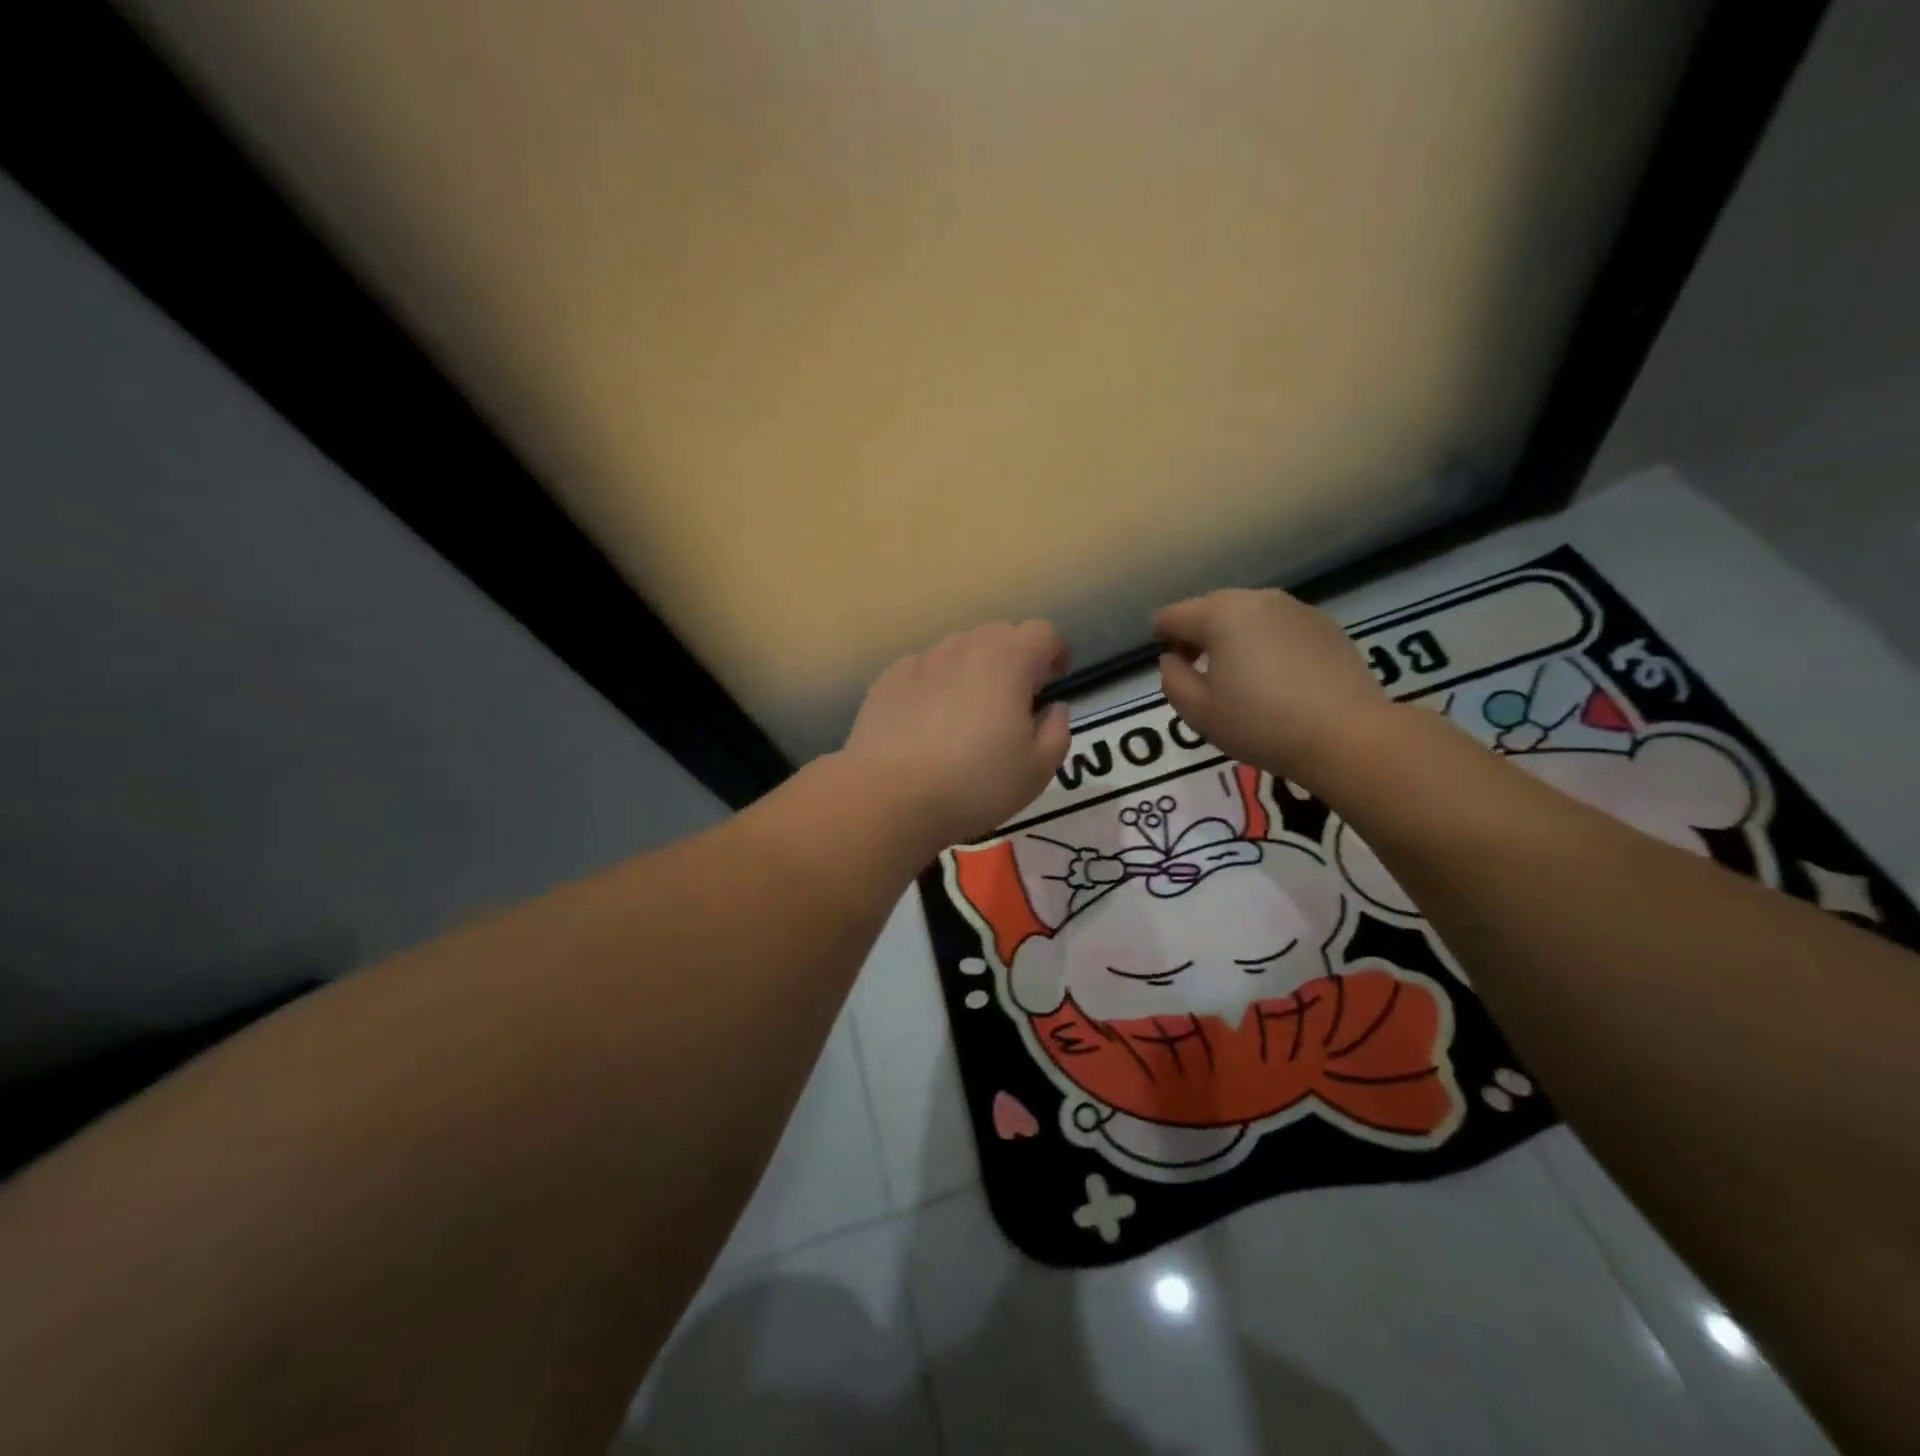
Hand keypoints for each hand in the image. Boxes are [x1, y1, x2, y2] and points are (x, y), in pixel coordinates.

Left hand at [840, 621, 1071, 850]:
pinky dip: (935, 686)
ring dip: (972, 671)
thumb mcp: (1037, 770)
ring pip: (958, 651)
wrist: (889, 796)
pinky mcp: (887, 679)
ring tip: (968, 715)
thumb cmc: (975, 784)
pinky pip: (924, 671)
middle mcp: (963, 647)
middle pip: (998, 636)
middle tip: (1014, 701)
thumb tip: (1054, 709)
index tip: (1054, 680)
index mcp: (1008, 660)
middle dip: (1014, 660)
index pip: (1042, 633)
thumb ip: (1056, 732)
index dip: (1054, 653)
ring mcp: (921, 660)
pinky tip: (928, 725)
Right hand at [1154, 588, 1390, 780]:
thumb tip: (1173, 660)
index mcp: (1220, 615)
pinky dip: (1267, 643)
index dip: (1161, 633)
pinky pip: (1280, 628)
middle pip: (1212, 608)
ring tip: (1237, 674)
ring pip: (1249, 616)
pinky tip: (1275, 677)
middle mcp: (1257, 600)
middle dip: (1198, 633)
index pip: (1175, 615)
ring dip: (1234, 637)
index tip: (1162, 654)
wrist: (1346, 735)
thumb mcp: (1199, 712)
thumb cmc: (1260, 724)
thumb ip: (1173, 680)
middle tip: (1196, 668)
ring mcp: (1296, 609)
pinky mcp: (1326, 627)